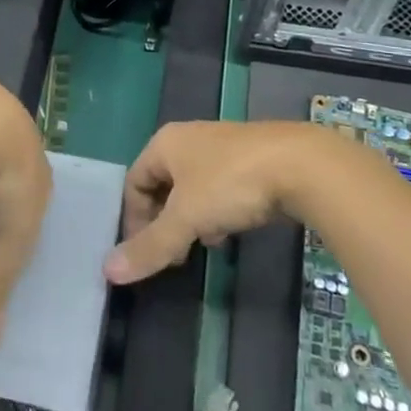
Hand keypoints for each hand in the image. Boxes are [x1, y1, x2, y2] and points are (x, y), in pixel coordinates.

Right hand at [104, 120, 354, 283]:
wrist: (302, 165)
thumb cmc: (231, 184)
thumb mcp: (186, 219)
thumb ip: (151, 246)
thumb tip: (108, 272)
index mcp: (166, 143)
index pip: (133, 181)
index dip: (134, 219)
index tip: (147, 253)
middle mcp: (190, 139)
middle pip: (162, 185)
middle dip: (164, 221)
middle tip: (173, 254)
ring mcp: (222, 147)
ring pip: (193, 189)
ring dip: (192, 219)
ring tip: (204, 244)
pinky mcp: (251, 159)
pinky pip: (220, 188)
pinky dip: (218, 211)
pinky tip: (231, 232)